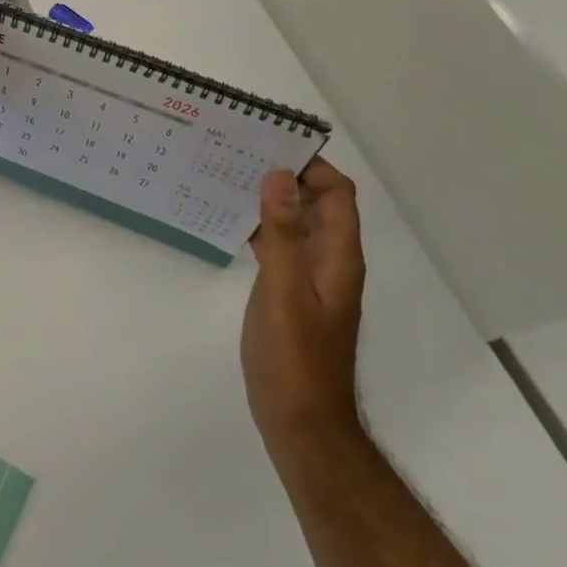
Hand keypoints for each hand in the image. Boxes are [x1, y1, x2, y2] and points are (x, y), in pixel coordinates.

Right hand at [242, 157, 365, 450]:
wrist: (301, 421)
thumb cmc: (294, 358)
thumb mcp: (284, 292)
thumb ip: (282, 235)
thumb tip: (279, 176)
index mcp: (338, 257)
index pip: (337, 194)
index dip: (311, 166)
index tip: (269, 144)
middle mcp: (330, 262)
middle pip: (317, 204)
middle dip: (286, 177)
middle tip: (238, 156)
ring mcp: (311, 280)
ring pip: (296, 225)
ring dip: (270, 201)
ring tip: (228, 180)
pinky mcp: (291, 295)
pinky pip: (281, 248)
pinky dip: (261, 229)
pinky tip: (230, 224)